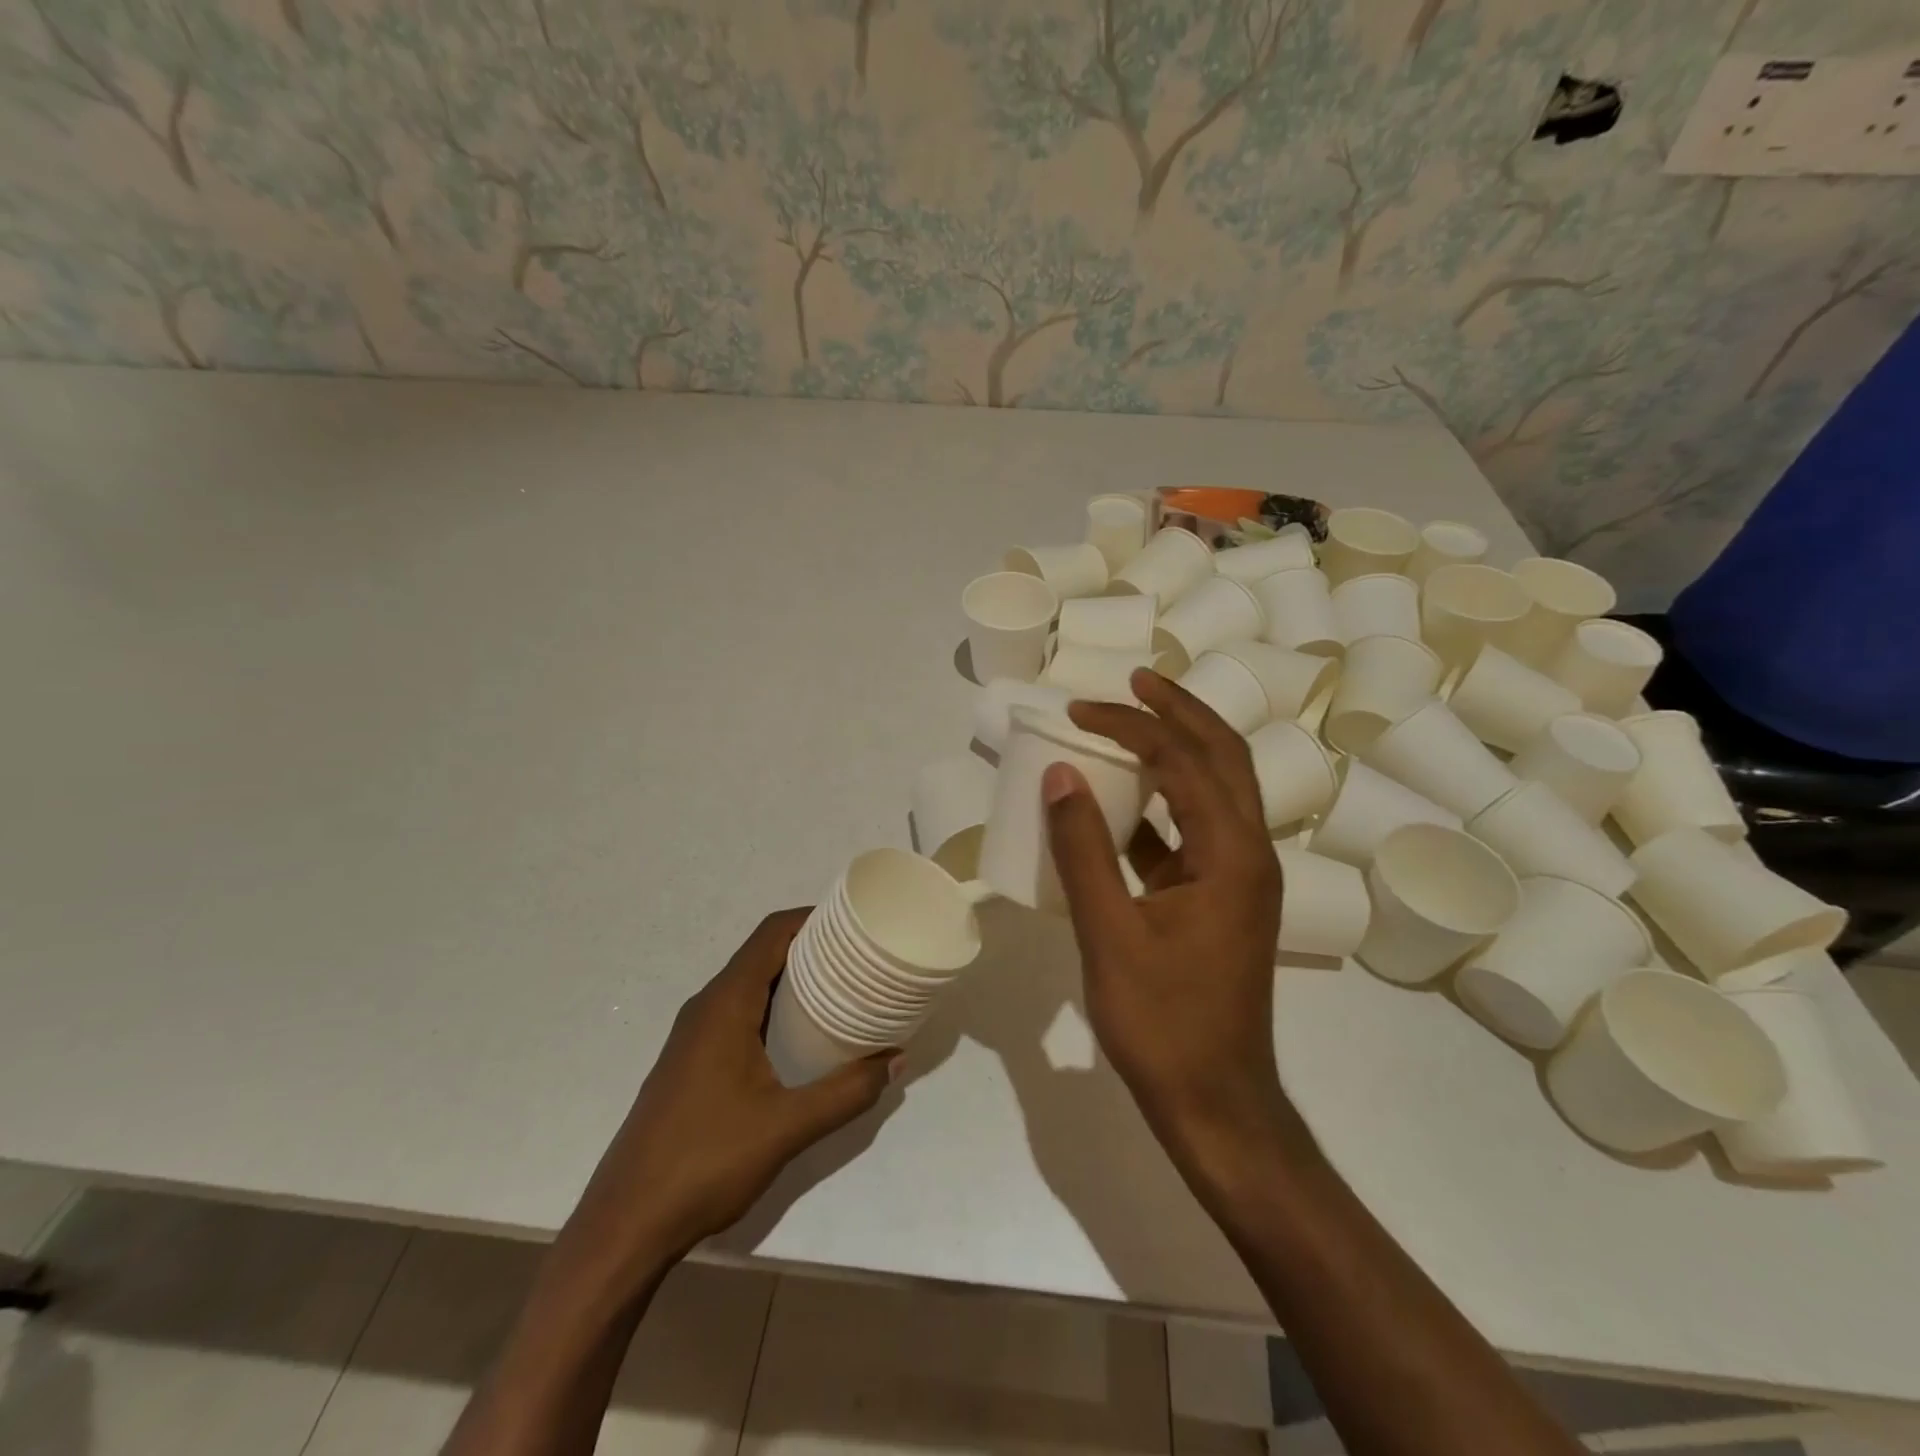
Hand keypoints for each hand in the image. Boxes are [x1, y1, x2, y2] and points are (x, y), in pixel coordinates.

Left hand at [565, 910, 898, 1277]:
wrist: (625, 1224)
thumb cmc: (705, 1162)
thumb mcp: (787, 1127)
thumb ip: (847, 1092)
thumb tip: (897, 1060)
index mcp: (725, 1004)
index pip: (771, 934)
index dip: (812, 918)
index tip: (855, 923)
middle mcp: (706, 1008)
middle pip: (763, 954)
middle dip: (811, 949)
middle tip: (861, 958)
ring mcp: (694, 1036)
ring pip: (751, 986)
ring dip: (793, 980)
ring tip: (843, 991)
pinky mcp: (691, 1062)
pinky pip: (739, 1013)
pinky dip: (774, 1008)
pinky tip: (802, 1038)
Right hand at [1041, 672, 1297, 1180]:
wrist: (1216, 1102)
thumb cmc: (1163, 1023)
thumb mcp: (1110, 933)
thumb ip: (1083, 849)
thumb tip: (1059, 773)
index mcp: (1232, 854)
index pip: (1184, 761)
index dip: (1130, 726)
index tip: (1079, 710)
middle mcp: (1249, 853)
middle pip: (1224, 756)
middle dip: (1180, 711)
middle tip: (1135, 680)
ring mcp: (1241, 876)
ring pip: (1218, 788)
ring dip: (1180, 748)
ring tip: (1135, 719)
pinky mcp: (1222, 898)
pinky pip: (1196, 828)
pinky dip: (1164, 800)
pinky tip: (1123, 800)